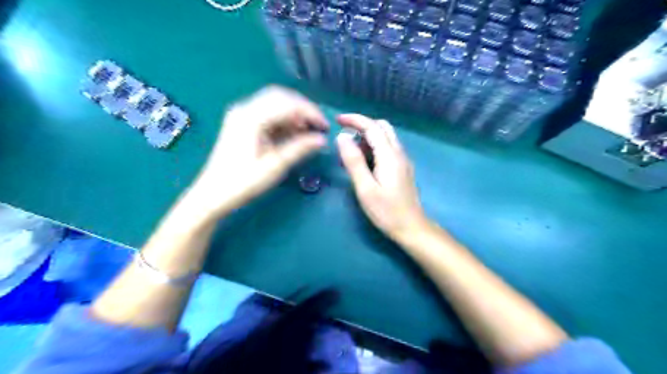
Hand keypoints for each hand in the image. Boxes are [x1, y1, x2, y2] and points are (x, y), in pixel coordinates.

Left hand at [190, 86, 327, 216]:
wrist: (212, 194)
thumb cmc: (243, 182)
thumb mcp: (275, 166)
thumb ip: (299, 148)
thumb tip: (322, 139)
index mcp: (251, 118)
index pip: (287, 103)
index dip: (310, 112)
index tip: (325, 126)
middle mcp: (245, 109)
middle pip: (281, 97)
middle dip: (303, 109)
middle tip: (319, 126)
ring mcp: (242, 115)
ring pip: (274, 104)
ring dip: (294, 114)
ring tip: (309, 132)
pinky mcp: (242, 124)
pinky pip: (267, 114)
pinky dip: (283, 120)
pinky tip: (293, 133)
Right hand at [339, 114, 426, 239]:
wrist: (412, 227)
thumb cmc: (386, 211)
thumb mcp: (365, 188)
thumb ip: (354, 162)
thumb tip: (342, 137)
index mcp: (389, 156)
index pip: (372, 127)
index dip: (355, 119)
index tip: (338, 120)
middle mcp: (399, 153)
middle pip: (382, 127)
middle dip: (362, 126)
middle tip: (345, 137)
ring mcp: (403, 160)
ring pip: (386, 137)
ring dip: (368, 138)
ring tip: (350, 154)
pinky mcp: (403, 168)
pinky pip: (388, 149)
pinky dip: (374, 147)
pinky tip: (364, 163)